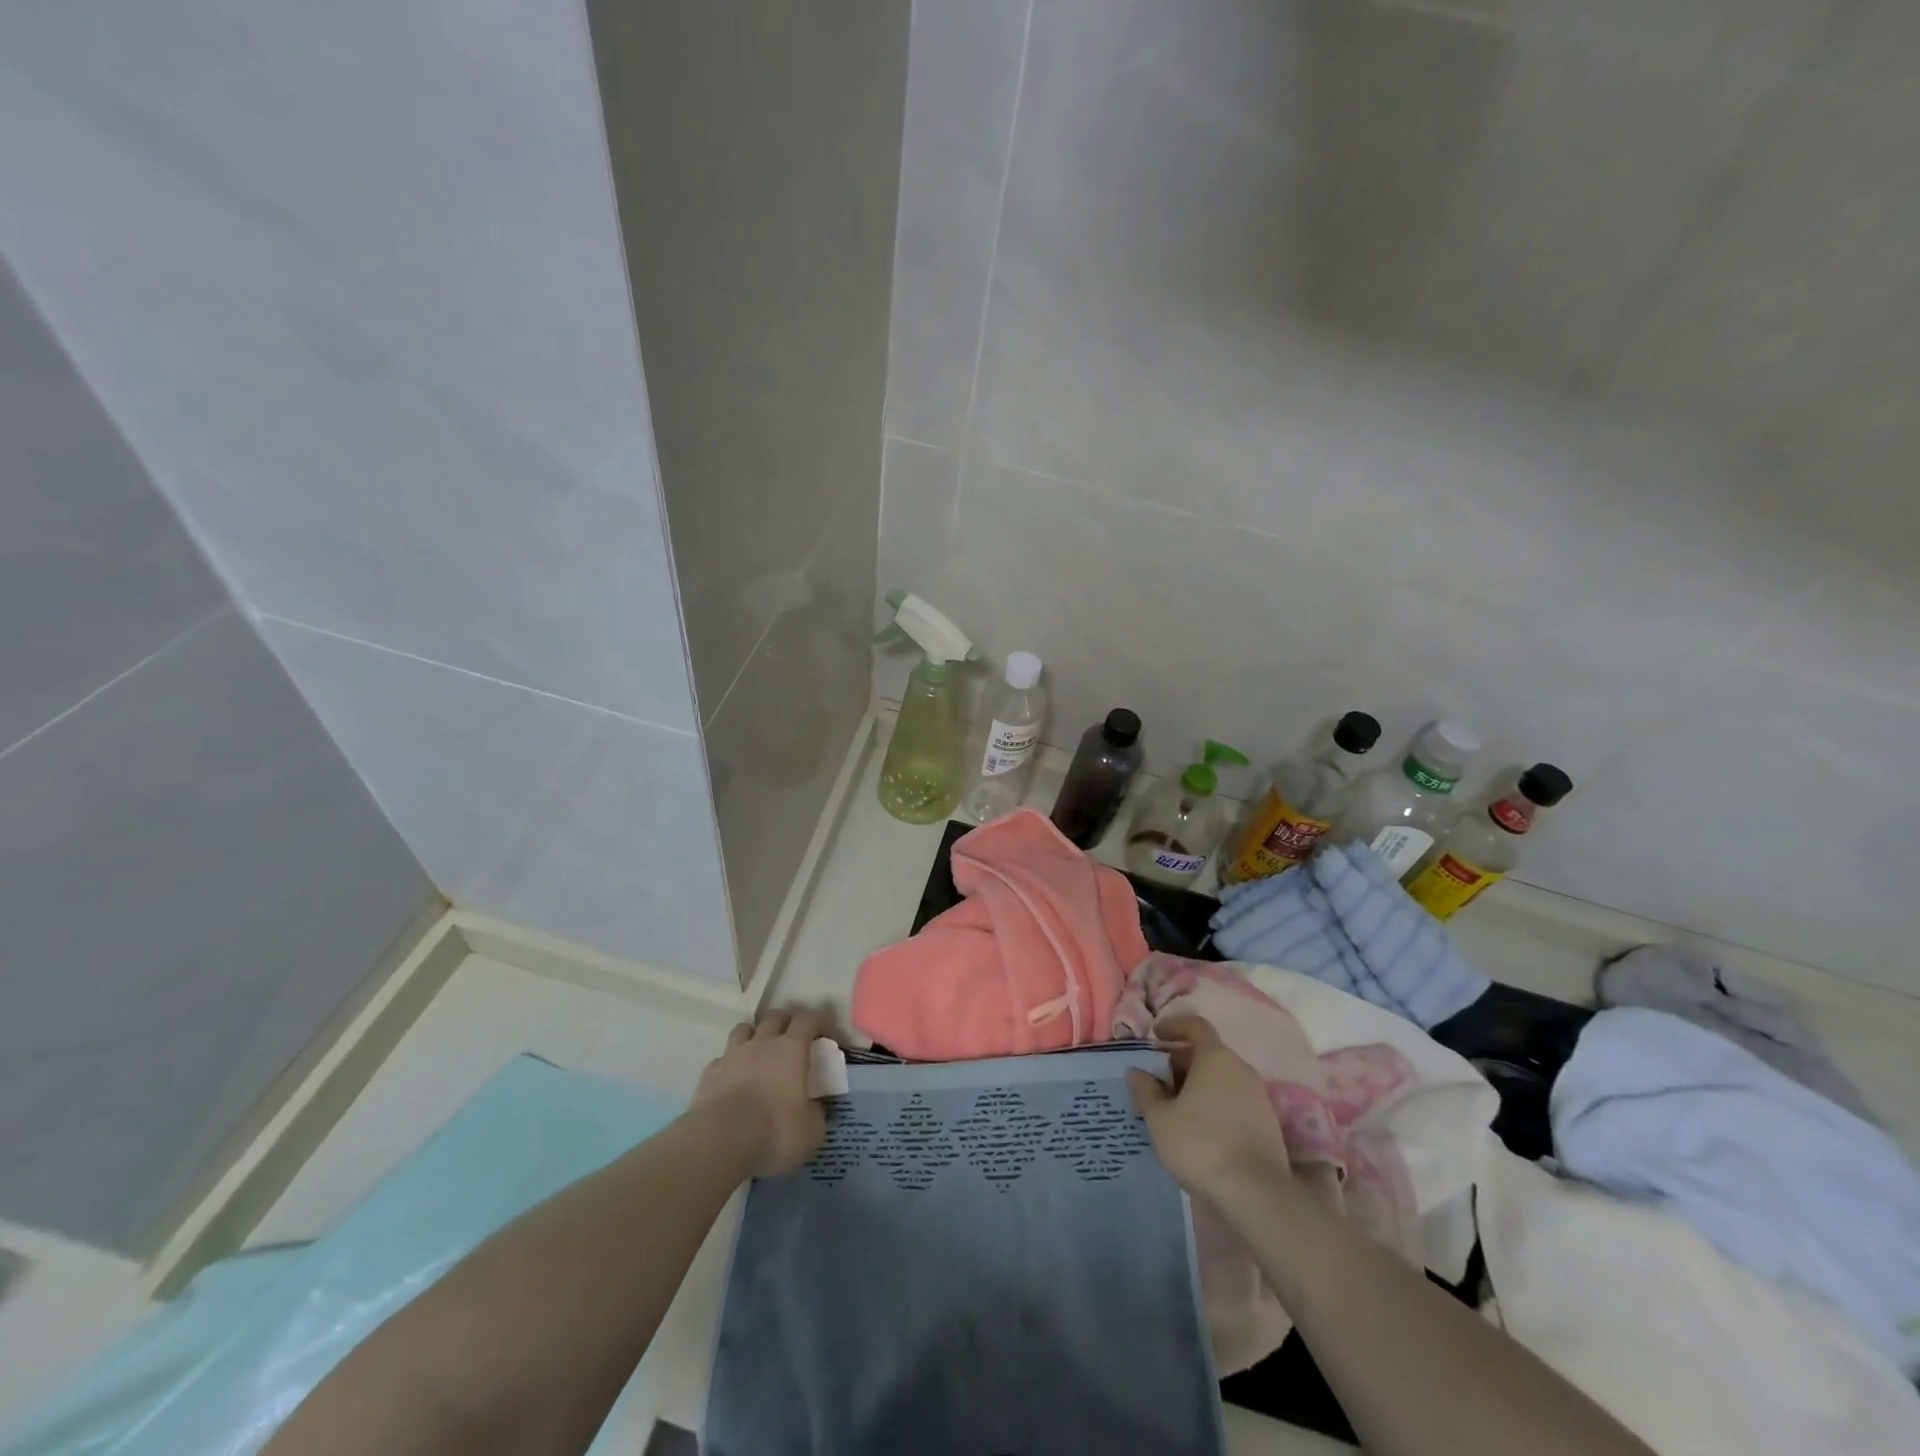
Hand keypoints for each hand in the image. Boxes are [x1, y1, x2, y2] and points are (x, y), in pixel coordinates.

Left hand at [691, 1009, 827, 1177]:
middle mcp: (762, 1043)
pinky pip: (722, 1059)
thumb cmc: (773, 1131)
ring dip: (754, 1035)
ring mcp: (733, 1055)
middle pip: (775, 1016)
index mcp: (792, 1049)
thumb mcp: (810, 1131)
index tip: (825, 1033)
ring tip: (759, 1052)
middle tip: (793, 1038)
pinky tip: (732, 1079)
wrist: (719, 1141)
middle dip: (786, 1022)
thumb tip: (815, 1106)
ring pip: (744, 1029)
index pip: (808, 1020)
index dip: (818, 1021)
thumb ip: (815, 1113)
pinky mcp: (709, 1073)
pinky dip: (730, 1064)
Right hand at [1128, 1014, 1290, 1202]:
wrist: (1257, 1194)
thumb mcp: (1160, 1119)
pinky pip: (1235, 1100)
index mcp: (1216, 1057)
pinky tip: (1200, 1129)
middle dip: (1181, 1061)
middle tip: (1158, 1080)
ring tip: (1176, 1108)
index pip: (1195, 1025)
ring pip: (1222, 1078)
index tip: (1156, 1035)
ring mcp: (1259, 1096)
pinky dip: (1215, 1104)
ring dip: (1198, 1085)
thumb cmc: (1201, 1145)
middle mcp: (1241, 1068)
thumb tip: (1136, 1072)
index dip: (1174, 1025)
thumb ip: (1146, 1091)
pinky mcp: (1268, 1124)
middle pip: (1208, 1052)